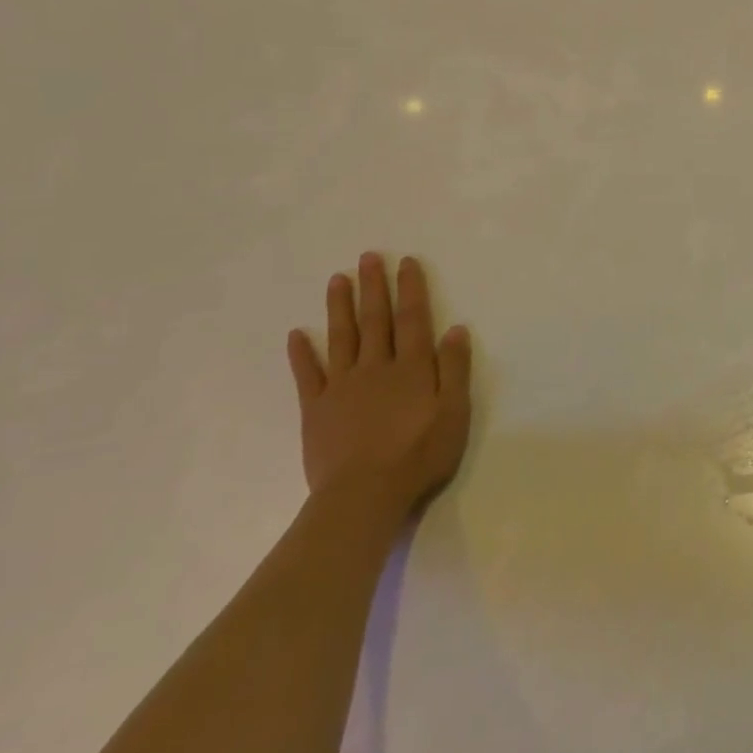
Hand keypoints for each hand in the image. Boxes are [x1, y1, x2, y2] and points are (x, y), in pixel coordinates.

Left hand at [287, 252, 472, 518]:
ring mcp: (342, 386)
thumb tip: (456, 328)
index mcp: (412, 368)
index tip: (405, 262)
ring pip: (341, 337)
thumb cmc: (419, 455)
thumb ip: (455, 369)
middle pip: (376, 320)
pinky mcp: (315, 410)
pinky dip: (302, 353)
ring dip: (339, 307)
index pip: (413, 319)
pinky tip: (297, 334)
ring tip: (337, 279)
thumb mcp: (455, 413)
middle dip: (374, 287)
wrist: (364, 495)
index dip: (411, 289)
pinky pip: (308, 375)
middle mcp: (376, 367)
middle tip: (368, 257)